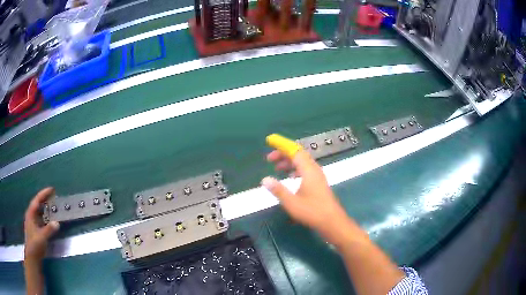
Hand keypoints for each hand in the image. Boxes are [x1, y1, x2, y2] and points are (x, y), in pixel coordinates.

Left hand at [24, 188, 59, 262]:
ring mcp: (33, 222)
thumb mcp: (42, 237)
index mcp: (31, 214)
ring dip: (46, 209)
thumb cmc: (35, 245)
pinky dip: (46, 217)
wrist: (33, 256)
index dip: (44, 194)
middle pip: (38, 204)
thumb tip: (57, 223)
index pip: (37, 200)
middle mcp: (31, 215)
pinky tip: (51, 220)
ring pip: (40, 212)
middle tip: (54, 198)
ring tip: (54, 208)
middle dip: (45, 200)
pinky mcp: (36, 229)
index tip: (52, 189)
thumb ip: (49, 230)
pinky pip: (41, 219)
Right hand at [261, 149, 353, 243]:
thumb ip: (278, 190)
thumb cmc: (312, 212)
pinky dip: (295, 169)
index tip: (270, 141)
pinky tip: (290, 177)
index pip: (294, 150)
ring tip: (277, 168)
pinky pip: (305, 169)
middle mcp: (314, 169)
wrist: (332, 221)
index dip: (282, 144)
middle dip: (283, 154)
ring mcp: (318, 176)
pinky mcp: (319, 182)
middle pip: (298, 154)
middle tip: (269, 159)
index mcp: (308, 170)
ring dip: (289, 162)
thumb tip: (265, 179)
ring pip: (302, 162)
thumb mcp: (291, 203)